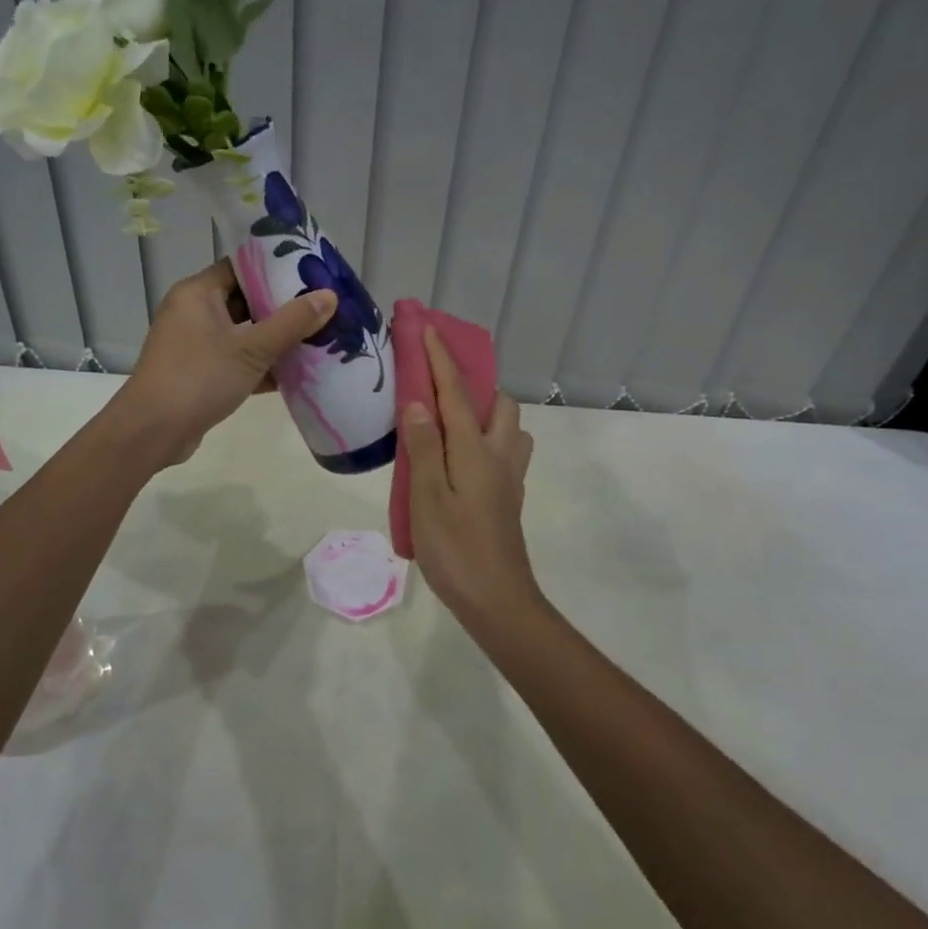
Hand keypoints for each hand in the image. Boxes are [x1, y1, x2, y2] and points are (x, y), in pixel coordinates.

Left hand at [111, 259, 335, 466]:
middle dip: (283, 307)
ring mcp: (195, 344)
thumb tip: (329, 296)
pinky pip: (237, 360)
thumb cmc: (199, 377)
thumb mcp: (252, 349)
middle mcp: (193, 312)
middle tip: (322, 307)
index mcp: (198, 293)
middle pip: (245, 300)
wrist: (152, 432)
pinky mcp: (199, 373)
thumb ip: (293, 322)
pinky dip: (262, 365)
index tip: (311, 273)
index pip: (241, 267)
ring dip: (276, 339)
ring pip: (243, 333)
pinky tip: (297, 372)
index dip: (276, 268)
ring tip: (319, 337)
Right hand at [401, 327, 540, 628]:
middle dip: (473, 384)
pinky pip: (505, 451)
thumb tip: (418, 401)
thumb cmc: (456, 550)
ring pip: (509, 427)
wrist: (498, 601)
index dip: (441, 358)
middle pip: (498, 403)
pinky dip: (487, 440)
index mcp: (475, 450)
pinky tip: (461, 459)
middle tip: (438, 391)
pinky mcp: (509, 497)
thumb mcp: (427, 498)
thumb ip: (423, 447)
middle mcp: (499, 455)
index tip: (427, 327)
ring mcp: (509, 477)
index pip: (456, 392)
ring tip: (450, 424)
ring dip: (485, 413)